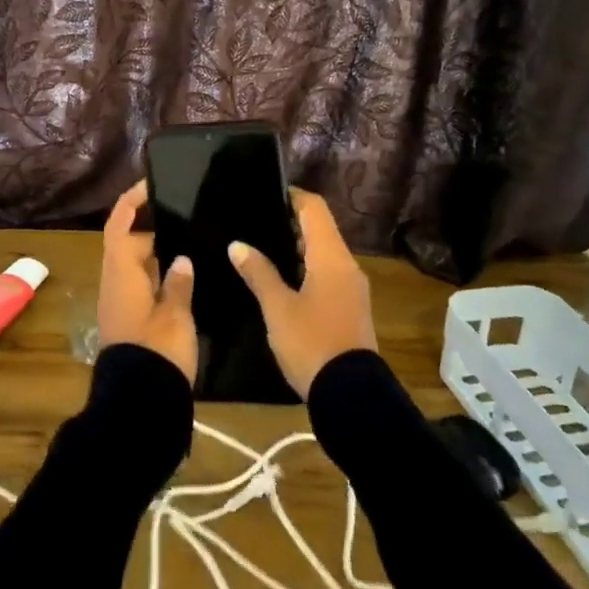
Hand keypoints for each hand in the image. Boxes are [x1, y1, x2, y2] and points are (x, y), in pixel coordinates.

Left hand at [97, 180, 197, 382]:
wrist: (140, 402)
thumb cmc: (157, 349)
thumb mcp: (175, 313)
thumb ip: (178, 283)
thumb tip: (179, 259)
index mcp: (121, 273)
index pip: (120, 225)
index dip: (131, 202)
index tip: (151, 184)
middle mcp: (116, 284)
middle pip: (129, 244)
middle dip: (154, 229)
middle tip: (187, 218)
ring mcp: (122, 304)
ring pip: (138, 267)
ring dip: (159, 254)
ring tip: (193, 240)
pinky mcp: (132, 322)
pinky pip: (144, 287)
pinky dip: (161, 276)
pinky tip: (188, 277)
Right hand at [229, 190, 375, 396]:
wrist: (351, 394)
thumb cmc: (311, 343)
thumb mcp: (278, 308)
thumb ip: (258, 273)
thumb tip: (237, 245)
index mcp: (331, 258)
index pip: (314, 208)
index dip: (291, 196)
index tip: (265, 193)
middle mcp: (347, 265)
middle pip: (320, 229)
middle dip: (289, 222)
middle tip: (254, 221)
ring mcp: (351, 288)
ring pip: (323, 253)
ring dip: (297, 246)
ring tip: (261, 247)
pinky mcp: (349, 307)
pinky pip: (327, 273)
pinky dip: (305, 267)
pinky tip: (281, 278)